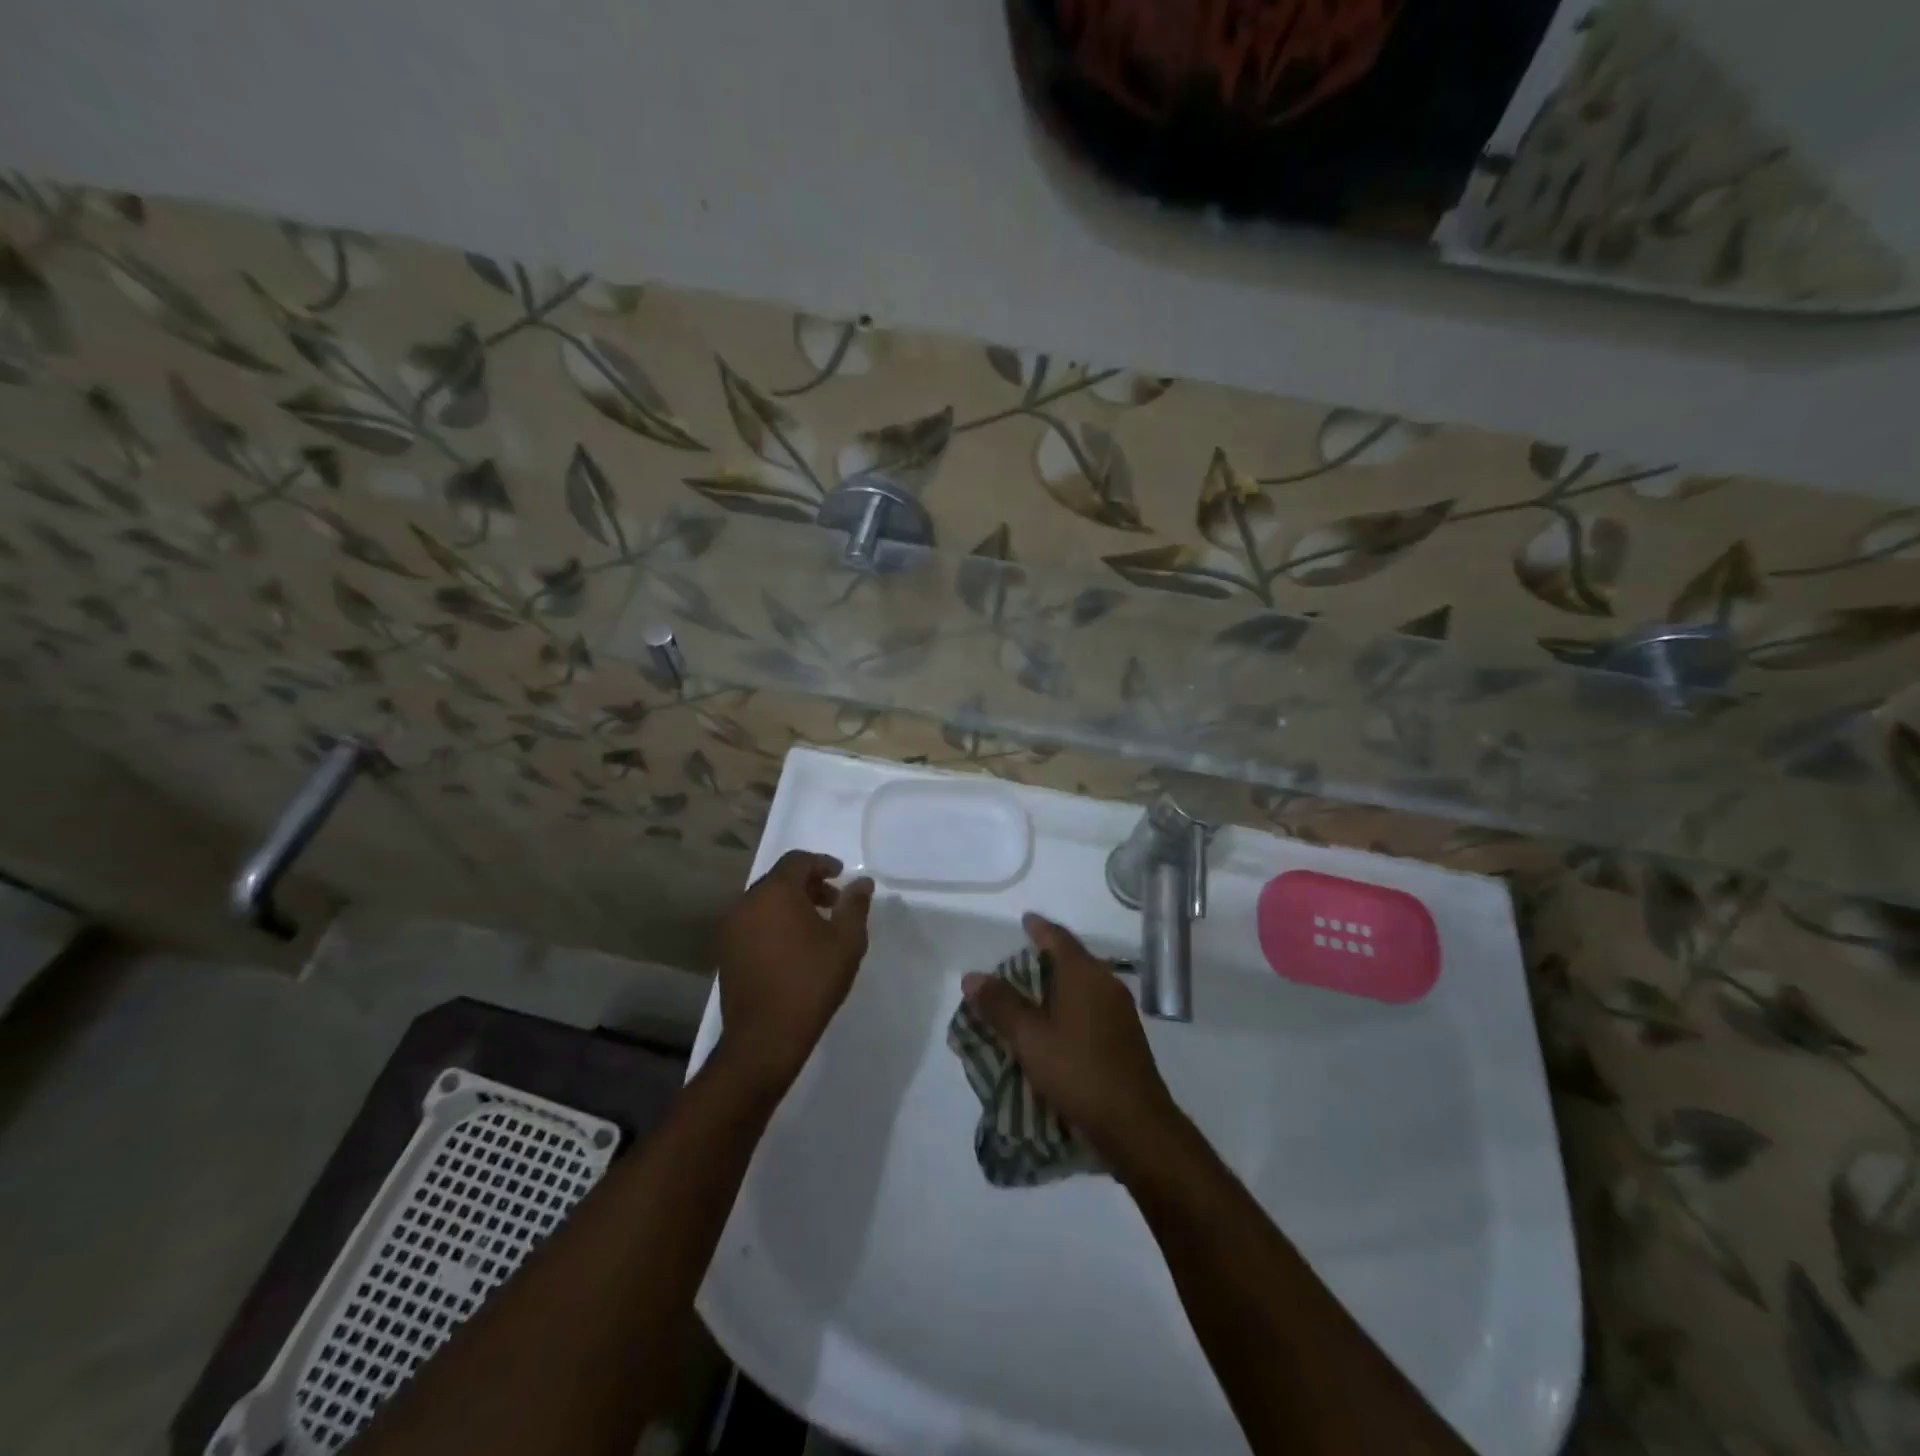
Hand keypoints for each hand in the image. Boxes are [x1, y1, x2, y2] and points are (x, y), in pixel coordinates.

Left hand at [716, 850, 873, 1092]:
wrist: (765, 1037)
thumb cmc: (811, 981)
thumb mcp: (847, 941)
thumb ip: (855, 905)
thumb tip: (862, 882)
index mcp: (775, 892)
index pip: (797, 860)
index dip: (822, 863)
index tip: (841, 876)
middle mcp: (747, 902)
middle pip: (779, 879)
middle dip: (808, 885)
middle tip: (833, 902)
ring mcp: (731, 928)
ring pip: (764, 902)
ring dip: (790, 904)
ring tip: (816, 926)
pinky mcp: (725, 952)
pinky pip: (753, 922)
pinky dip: (774, 922)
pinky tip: (793, 947)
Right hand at [962, 913, 1183, 1170]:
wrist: (1136, 1125)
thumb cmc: (1079, 1071)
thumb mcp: (1030, 1038)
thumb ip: (1000, 1005)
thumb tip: (972, 976)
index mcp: (1085, 974)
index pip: (1058, 938)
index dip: (1039, 928)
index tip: (1025, 920)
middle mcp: (1106, 984)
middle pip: (1071, 960)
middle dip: (1044, 960)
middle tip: (1015, 967)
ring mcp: (1120, 1012)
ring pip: (1082, 987)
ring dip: (1056, 988)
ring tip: (1029, 1000)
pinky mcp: (1125, 1038)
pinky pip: (1091, 1009)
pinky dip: (1069, 1009)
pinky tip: (1054, 1030)